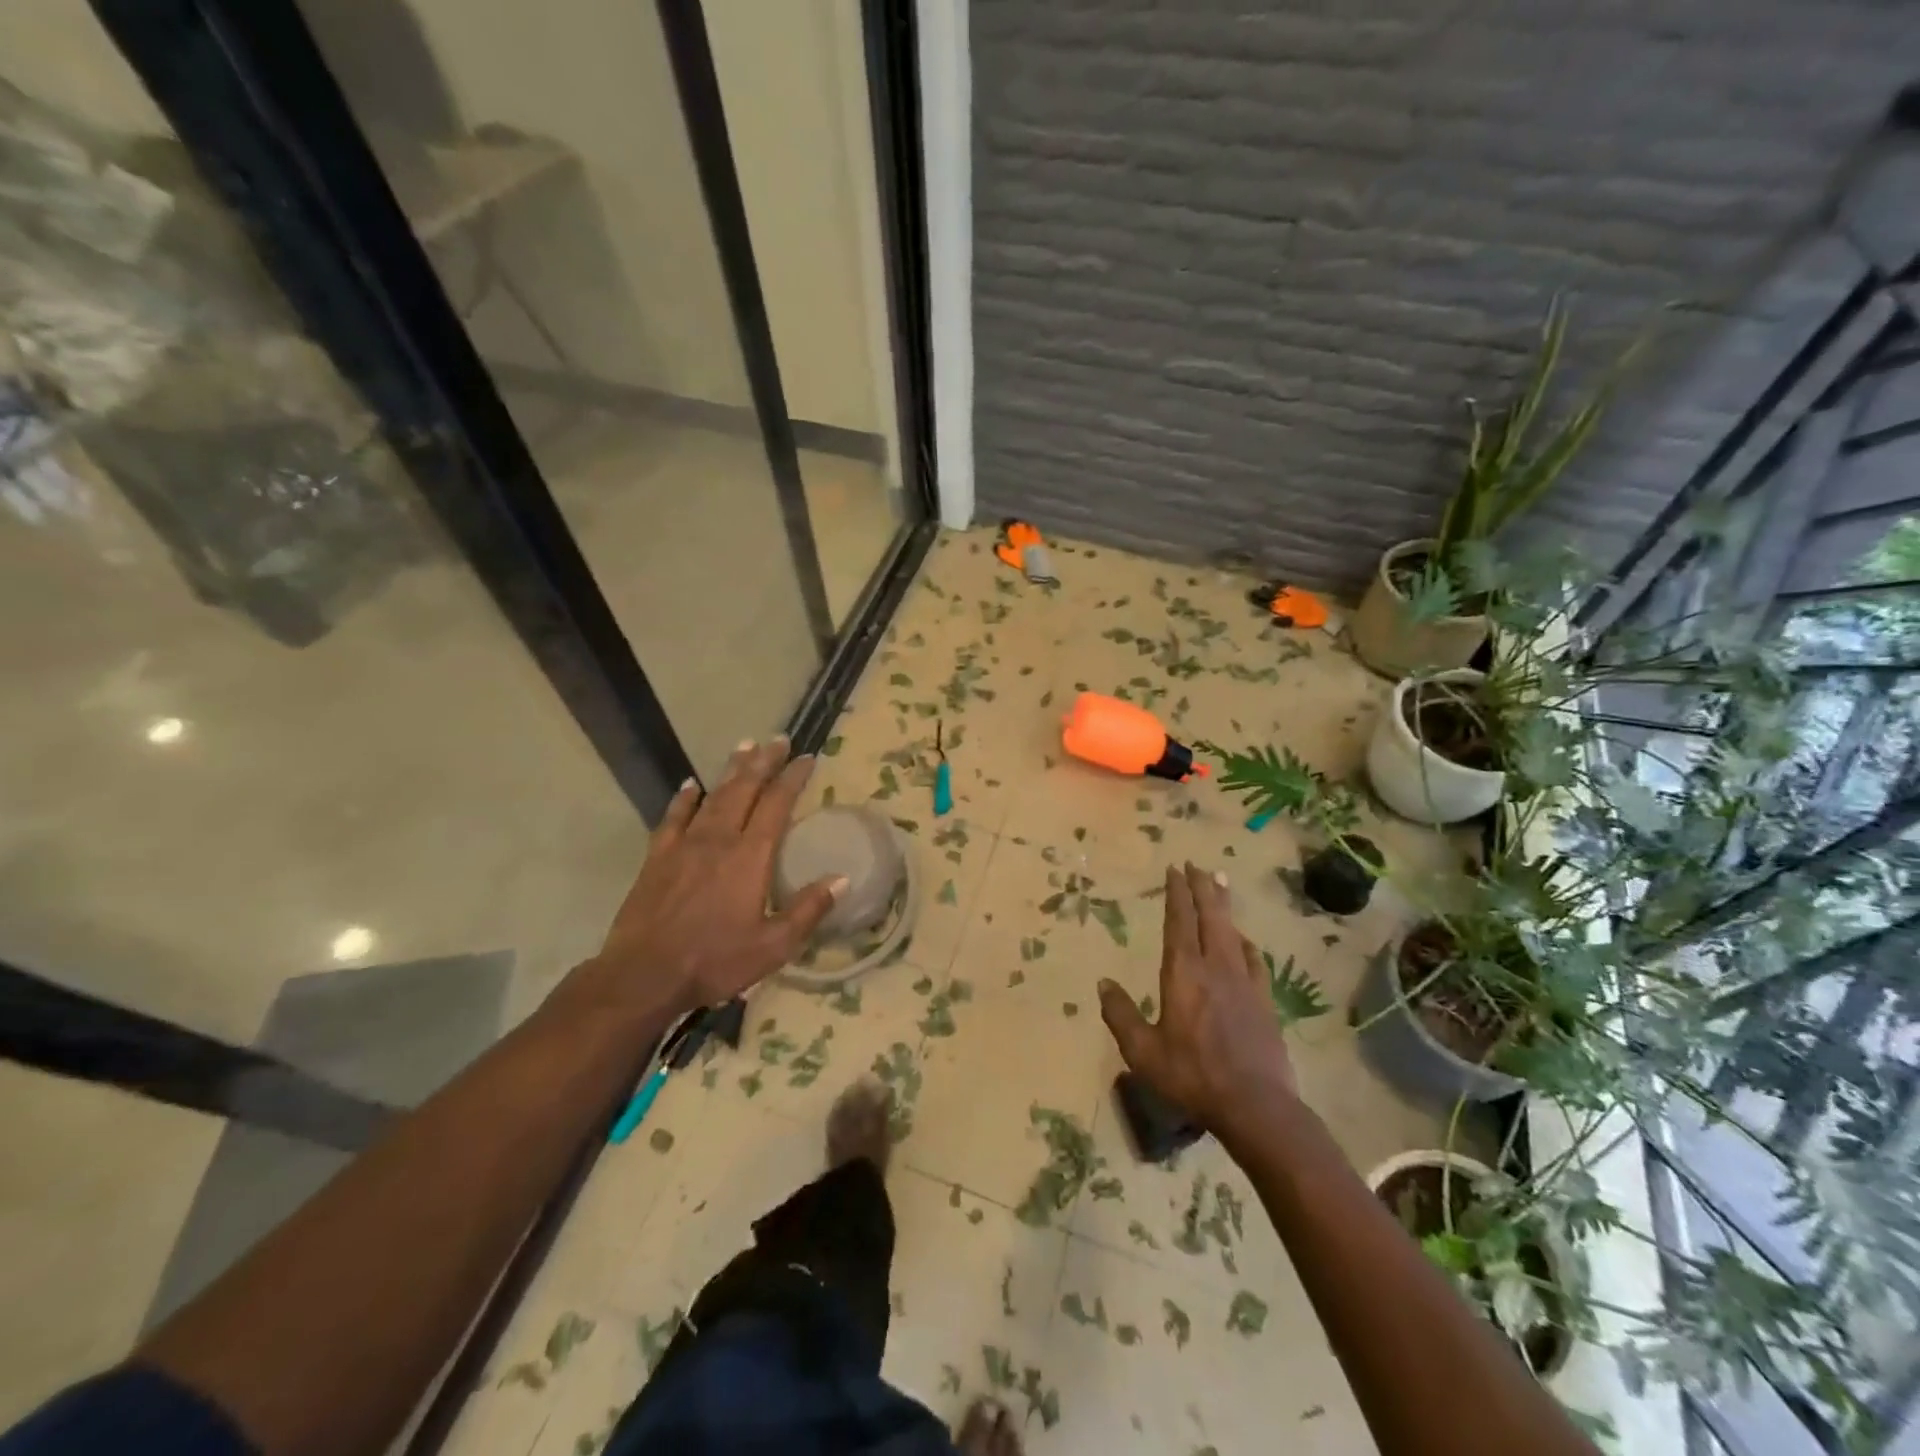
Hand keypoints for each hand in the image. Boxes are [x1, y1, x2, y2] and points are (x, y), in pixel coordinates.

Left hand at [577, 738, 844, 1022]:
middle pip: (744, 789)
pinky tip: (691, 785)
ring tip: (744, 746)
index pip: (777, 804)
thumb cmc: (715, 960)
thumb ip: (808, 910)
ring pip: (713, 796)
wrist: (644, 976)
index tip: (807, 758)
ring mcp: (684, 845)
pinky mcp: (657, 857)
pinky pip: (673, 817)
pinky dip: (684, 798)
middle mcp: (719, 839)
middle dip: (764, 762)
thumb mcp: (773, 945)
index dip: (793, 778)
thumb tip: (841, 879)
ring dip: (731, 770)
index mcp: (750, 857)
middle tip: (778, 739)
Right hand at [1098, 863, 1296, 1131]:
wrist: (1256, 1106)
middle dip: (1202, 887)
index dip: (1176, 893)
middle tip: (1197, 864)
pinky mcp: (1264, 1000)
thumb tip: (1103, 982)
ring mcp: (1244, 982)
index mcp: (1183, 973)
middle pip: (1209, 916)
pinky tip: (1243, 940)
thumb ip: (1120, 1014)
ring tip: (1220, 884)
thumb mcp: (1142, 1051)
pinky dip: (1245, 942)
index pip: (1179, 921)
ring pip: (1232, 931)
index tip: (1175, 869)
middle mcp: (1215, 967)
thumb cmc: (1191, 1075)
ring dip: (1224, 905)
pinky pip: (1253, 959)